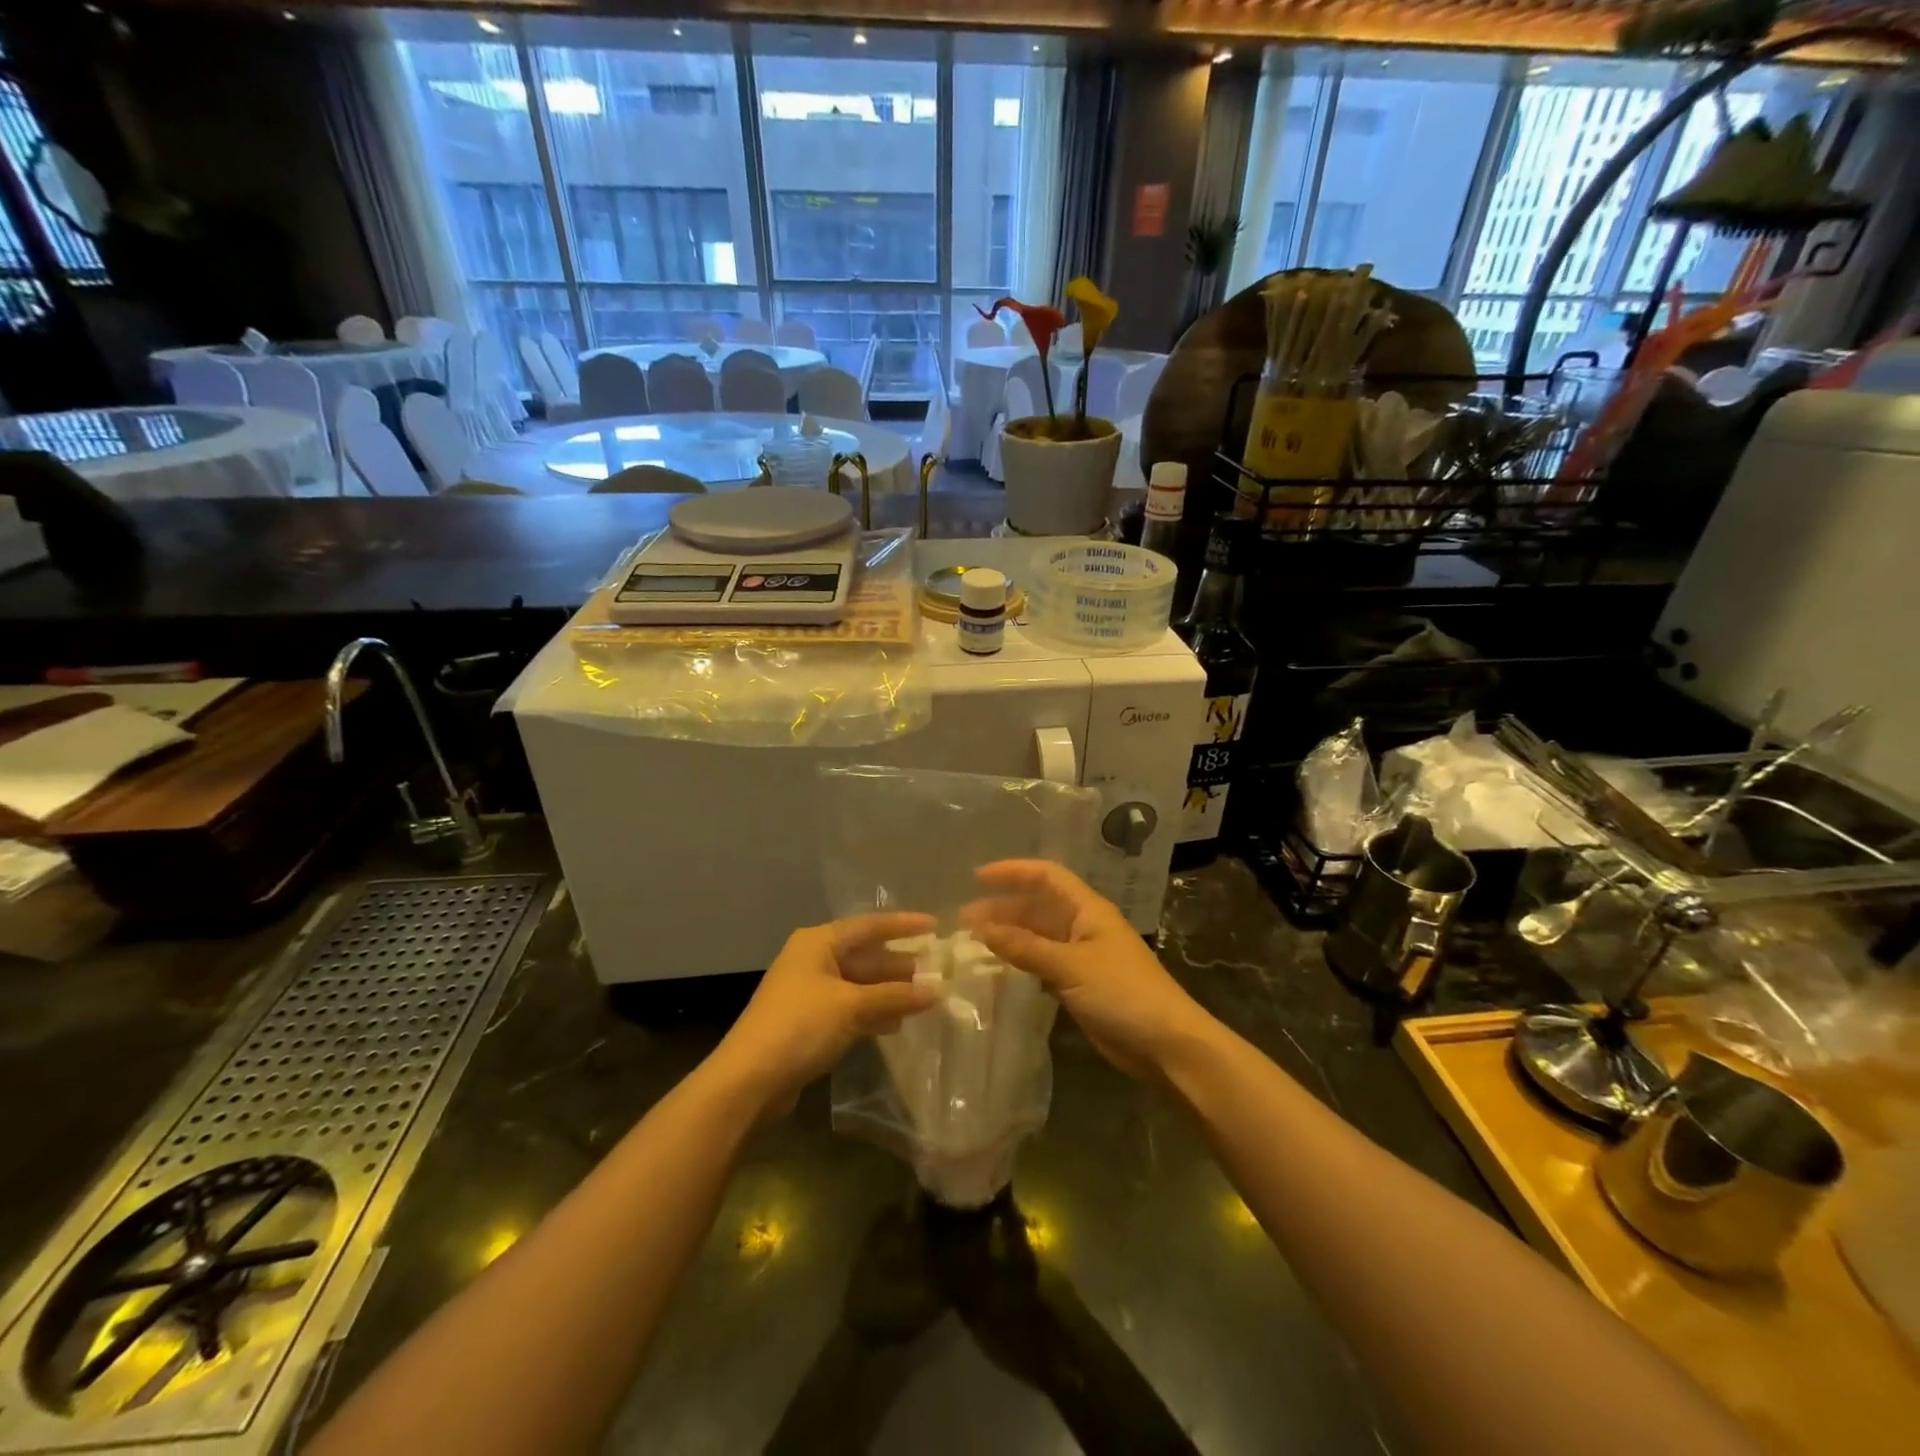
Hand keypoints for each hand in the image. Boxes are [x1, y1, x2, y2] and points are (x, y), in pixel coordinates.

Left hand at [714, 912, 937, 1114]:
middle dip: (900, 964)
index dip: (904, 925)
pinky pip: (851, 1007)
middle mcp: (814, 959)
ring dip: (890, 991)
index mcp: (819, 942)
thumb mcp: (852, 1007)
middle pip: (866, 955)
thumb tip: (937, 990)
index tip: (936, 927)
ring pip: (860, 983)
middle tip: (937, 970)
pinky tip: (897, 1023)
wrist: (748, 1080)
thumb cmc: (800, 1026)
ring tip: (926, 997)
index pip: (870, 925)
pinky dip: (873, 1012)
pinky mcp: (809, 1022)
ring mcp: (810, 991)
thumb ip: (895, 996)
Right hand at [960, 861, 1214, 1080]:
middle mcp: (1083, 927)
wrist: (1167, 1045)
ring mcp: (1082, 957)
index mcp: (1088, 910)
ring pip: (1038, 938)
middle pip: (1038, 907)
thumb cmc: (1123, 993)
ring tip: (973, 944)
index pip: (1046, 876)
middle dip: (1002, 909)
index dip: (1013, 872)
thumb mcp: (1070, 966)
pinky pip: (1043, 965)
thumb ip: (1025, 947)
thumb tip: (981, 929)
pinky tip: (999, 972)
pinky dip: (1021, 964)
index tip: (977, 877)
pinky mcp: (1081, 986)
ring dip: (1009, 937)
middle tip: (963, 922)